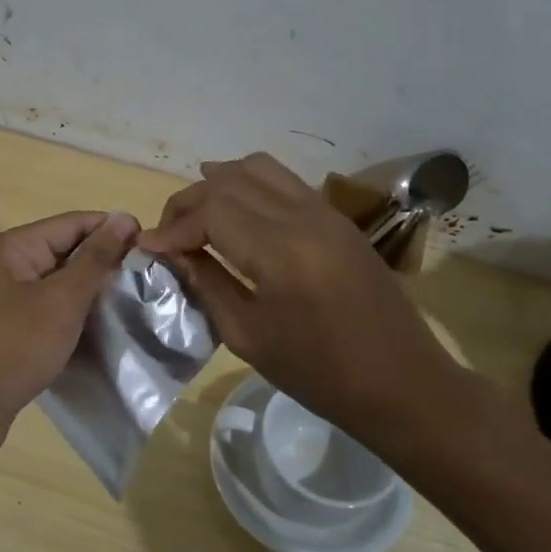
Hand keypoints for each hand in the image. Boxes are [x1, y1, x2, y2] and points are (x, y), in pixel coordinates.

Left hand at [0, 210, 140, 455]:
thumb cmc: (11, 347)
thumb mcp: (60, 301)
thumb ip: (94, 259)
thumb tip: (123, 217)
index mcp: (13, 247)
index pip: (73, 223)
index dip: (114, 231)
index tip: (155, 248)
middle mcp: (5, 266)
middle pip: (66, 252)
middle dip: (106, 265)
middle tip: (151, 282)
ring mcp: (4, 301)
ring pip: (59, 286)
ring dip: (93, 295)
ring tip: (136, 306)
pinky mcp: (9, 332)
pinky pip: (49, 313)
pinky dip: (75, 319)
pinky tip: (105, 331)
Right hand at [139, 154, 483, 449]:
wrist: (403, 383)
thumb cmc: (320, 373)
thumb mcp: (249, 337)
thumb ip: (207, 285)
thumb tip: (172, 254)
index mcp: (281, 252)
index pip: (211, 212)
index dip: (173, 226)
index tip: (148, 247)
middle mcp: (303, 218)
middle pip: (230, 182)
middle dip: (188, 202)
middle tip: (166, 234)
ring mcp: (325, 213)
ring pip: (258, 169)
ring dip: (218, 183)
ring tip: (194, 213)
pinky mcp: (337, 219)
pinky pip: (284, 181)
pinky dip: (249, 184)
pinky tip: (233, 210)